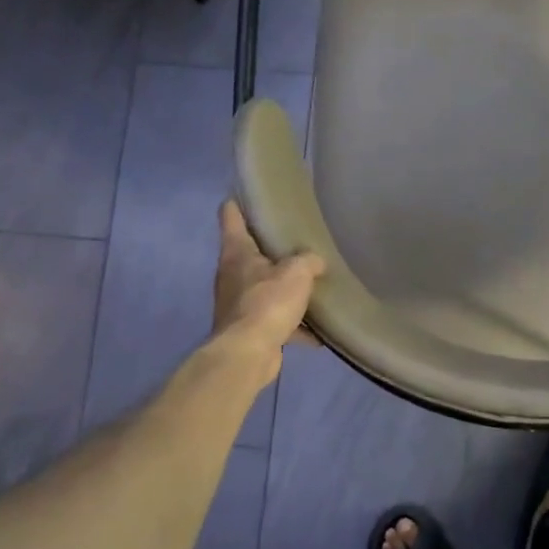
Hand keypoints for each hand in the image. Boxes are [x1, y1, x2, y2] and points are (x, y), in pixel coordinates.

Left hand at [212, 200, 324, 378]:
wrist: (247, 354)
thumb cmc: (267, 302)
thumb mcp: (297, 272)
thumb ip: (308, 260)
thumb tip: (315, 262)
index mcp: (237, 252)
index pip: (231, 216)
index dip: (240, 202)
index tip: (253, 194)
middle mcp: (232, 275)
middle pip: (250, 253)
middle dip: (271, 249)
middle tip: (298, 241)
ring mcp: (238, 304)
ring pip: (264, 289)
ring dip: (284, 290)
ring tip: (311, 287)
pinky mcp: (249, 330)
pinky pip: (275, 321)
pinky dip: (294, 326)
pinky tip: (317, 333)